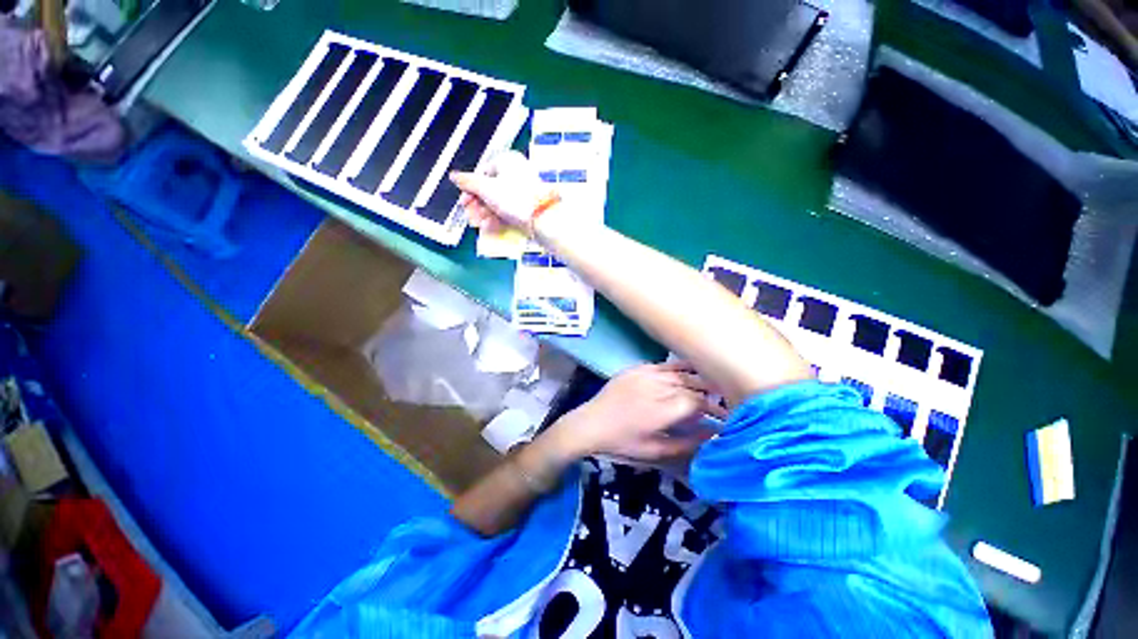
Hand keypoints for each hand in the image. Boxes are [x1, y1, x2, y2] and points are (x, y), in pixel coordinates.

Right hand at [450, 151, 549, 233]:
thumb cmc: (516, 199)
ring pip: (499, 202)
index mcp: (508, 161)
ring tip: (481, 225)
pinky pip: (510, 211)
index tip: (464, 202)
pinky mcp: (528, 208)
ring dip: (486, 215)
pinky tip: (491, 228)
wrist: (544, 220)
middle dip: (478, 206)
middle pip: (490, 190)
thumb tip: (454, 176)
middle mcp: (517, 174)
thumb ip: (469, 183)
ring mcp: (524, 192)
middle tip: (471, 217)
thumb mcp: (487, 189)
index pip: (483, 172)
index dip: (471, 189)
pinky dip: (499, 219)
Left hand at [549, 361, 728, 461]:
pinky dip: (679, 368)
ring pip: (680, 372)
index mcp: (663, 409)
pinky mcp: (637, 368)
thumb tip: (713, 435)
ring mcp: (647, 374)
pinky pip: (664, 365)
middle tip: (724, 399)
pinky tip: (688, 370)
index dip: (715, 408)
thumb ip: (687, 443)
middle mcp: (658, 386)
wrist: (592, 422)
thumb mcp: (656, 451)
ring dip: (698, 378)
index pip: (699, 402)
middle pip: (693, 384)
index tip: (726, 415)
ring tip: (712, 383)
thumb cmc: (623, 441)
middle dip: (711, 392)